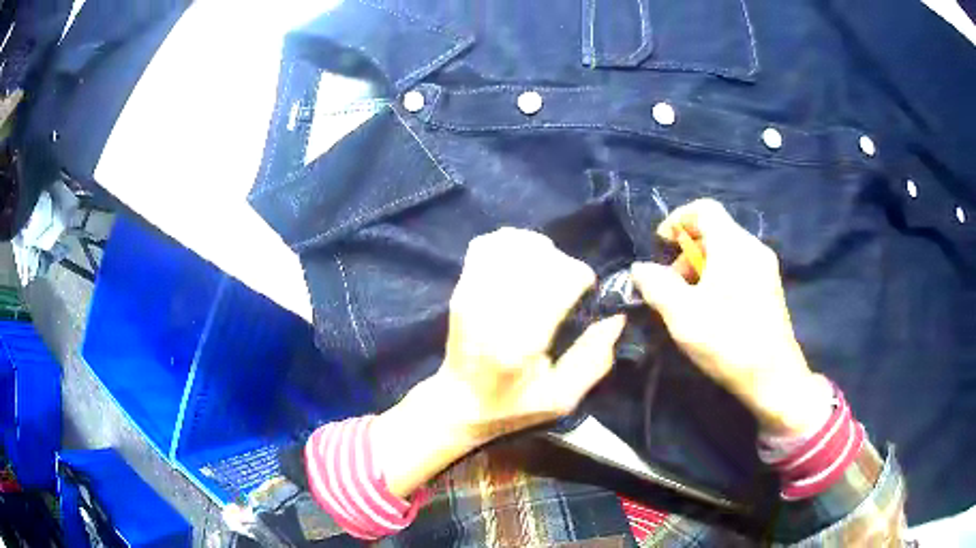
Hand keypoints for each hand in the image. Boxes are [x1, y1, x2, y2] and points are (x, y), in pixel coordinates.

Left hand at [373, 228, 623, 496]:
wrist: (458, 403)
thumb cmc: (513, 406)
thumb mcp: (562, 398)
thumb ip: (594, 360)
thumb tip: (617, 318)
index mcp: (523, 343)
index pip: (560, 280)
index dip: (581, 278)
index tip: (586, 293)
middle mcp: (495, 312)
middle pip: (541, 257)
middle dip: (564, 265)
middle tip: (567, 287)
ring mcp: (472, 295)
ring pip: (515, 245)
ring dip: (539, 252)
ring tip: (545, 273)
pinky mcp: (461, 288)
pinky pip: (488, 244)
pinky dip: (510, 244)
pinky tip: (520, 263)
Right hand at [630, 199, 830, 434]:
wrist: (774, 378)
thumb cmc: (728, 341)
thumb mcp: (682, 315)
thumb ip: (656, 285)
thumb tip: (640, 268)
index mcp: (733, 245)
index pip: (704, 209)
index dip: (678, 219)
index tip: (661, 244)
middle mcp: (753, 248)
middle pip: (714, 231)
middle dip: (686, 252)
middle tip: (670, 284)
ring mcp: (765, 269)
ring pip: (727, 252)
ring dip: (701, 268)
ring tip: (688, 302)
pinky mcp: (770, 289)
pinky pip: (739, 268)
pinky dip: (719, 277)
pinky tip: (711, 310)